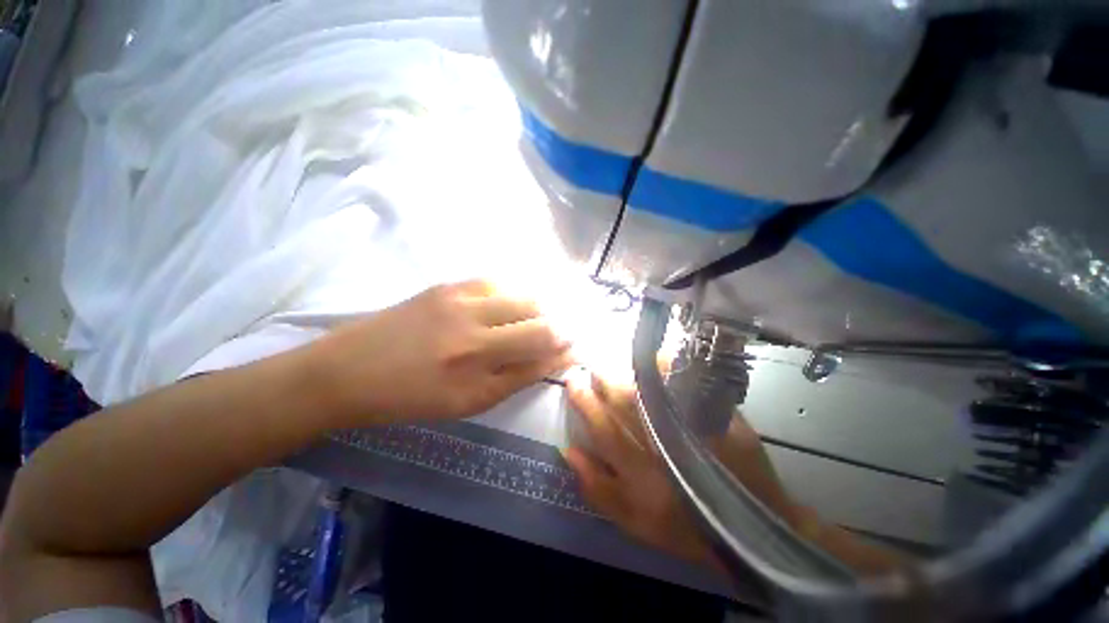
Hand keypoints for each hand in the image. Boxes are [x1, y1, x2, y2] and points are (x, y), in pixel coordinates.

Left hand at [315, 280, 572, 425]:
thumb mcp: (468, 402)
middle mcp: (474, 330)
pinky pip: (498, 282)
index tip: (577, 347)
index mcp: (477, 369)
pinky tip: (516, 302)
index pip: (541, 352)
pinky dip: (516, 292)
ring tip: (543, 316)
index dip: (565, 349)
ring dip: (542, 307)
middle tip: (565, 330)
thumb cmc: (410, 398)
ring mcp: (460, 300)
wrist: (349, 371)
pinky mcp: (448, 285)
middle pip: (538, 319)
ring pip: (523, 295)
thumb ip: (515, 378)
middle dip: (561, 324)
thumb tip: (552, 359)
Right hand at [564, 372, 715, 565]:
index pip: (601, 425)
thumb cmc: (683, 526)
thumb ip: (598, 489)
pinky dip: (669, 366)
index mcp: (638, 471)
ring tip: (615, 362)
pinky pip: (685, 383)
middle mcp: (660, 445)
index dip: (584, 400)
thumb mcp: (633, 521)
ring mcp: (690, 428)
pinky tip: (656, 357)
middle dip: (604, 379)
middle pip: (624, 400)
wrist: (748, 526)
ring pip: (649, 389)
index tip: (574, 380)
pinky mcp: (717, 419)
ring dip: (628, 370)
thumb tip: (569, 450)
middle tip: (594, 368)